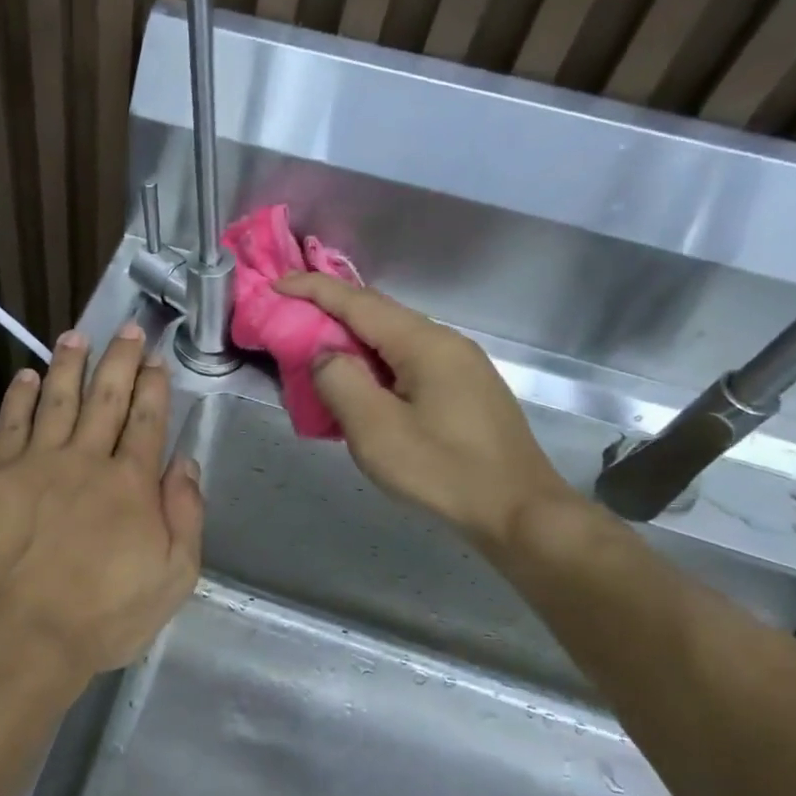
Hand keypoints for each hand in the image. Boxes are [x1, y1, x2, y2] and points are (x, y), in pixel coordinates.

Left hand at [0, 323, 203, 678]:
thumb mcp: (173, 577)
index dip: (153, 387)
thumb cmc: (105, 616)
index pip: (146, 421)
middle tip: (128, 329)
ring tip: (76, 336)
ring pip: (58, 400)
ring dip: (69, 365)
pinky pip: (11, 424)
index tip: (156, 360)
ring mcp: (39, 463)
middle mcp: (88, 460)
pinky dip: (19, 397)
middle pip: (106, 398)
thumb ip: (185, 516)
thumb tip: (186, 463)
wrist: (24, 635)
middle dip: (120, 360)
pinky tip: (25, 376)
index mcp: (132, 484)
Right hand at [274, 273, 577, 551]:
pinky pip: (407, 362)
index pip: (358, 302)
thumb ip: (340, 382)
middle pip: (378, 315)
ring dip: (352, 342)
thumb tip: (325, 354)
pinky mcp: (464, 390)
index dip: (313, 289)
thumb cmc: (443, 470)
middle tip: (289, 322)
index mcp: (423, 343)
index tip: (277, 285)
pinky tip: (361, 386)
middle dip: (330, 312)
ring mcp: (460, 366)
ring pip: (393, 341)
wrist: (518, 510)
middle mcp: (445, 342)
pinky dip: (374, 364)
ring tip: (316, 356)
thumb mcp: (376, 430)